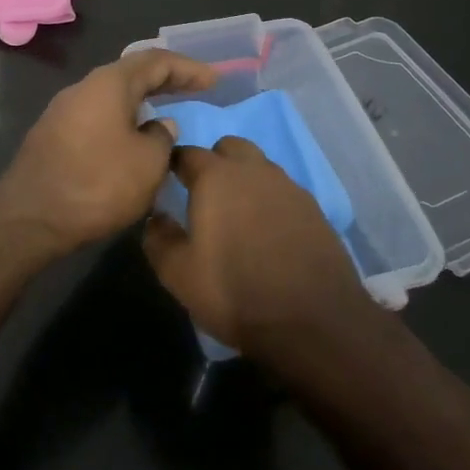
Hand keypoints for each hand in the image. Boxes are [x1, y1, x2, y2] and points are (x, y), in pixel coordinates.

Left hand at [0, 49, 216, 253]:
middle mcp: (83, 88)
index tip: (214, 80)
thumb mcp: (148, 163)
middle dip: (166, 81)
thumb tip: (159, 127)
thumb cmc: (97, 184)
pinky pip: (98, 117)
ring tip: (167, 114)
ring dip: (142, 103)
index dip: (188, 68)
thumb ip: (162, 138)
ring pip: (112, 97)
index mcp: (108, 84)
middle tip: (196, 89)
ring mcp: (63, 112)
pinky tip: (133, 140)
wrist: (29, 218)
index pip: (155, 61)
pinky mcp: (53, 137)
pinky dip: (123, 121)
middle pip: (131, 74)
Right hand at [142, 136, 371, 356]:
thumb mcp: (179, 274)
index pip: (187, 153)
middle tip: (205, 197)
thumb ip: (159, 238)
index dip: (174, 165)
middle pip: (229, 148)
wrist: (314, 321)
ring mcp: (288, 187)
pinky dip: (270, 201)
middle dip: (214, 162)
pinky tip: (269, 233)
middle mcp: (253, 170)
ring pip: (259, 167)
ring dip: (245, 180)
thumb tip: (156, 217)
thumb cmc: (235, 292)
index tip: (168, 184)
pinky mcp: (314, 209)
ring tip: (238, 217)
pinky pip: (283, 191)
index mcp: (216, 177)